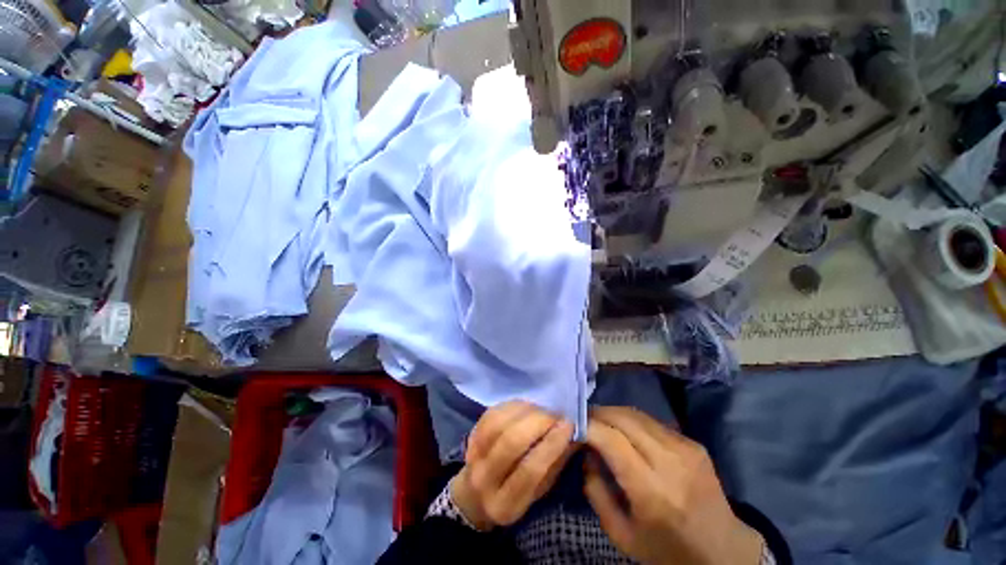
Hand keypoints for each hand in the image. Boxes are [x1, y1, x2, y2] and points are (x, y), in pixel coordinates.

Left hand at [451, 401, 575, 529]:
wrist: (475, 495)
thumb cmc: (516, 494)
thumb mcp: (540, 491)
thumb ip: (555, 464)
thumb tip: (574, 434)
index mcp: (506, 505)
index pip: (530, 470)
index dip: (551, 443)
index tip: (569, 425)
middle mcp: (485, 480)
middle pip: (512, 442)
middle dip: (539, 422)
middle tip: (557, 415)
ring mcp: (474, 455)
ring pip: (500, 423)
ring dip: (526, 410)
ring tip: (543, 410)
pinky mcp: (471, 434)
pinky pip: (493, 413)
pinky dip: (513, 405)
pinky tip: (527, 406)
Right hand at [583, 407, 762, 564]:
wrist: (724, 552)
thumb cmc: (667, 550)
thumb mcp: (621, 535)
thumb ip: (596, 492)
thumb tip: (587, 453)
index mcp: (652, 490)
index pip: (611, 439)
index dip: (588, 426)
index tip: (573, 426)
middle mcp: (670, 461)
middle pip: (623, 418)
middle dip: (597, 413)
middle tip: (583, 419)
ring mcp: (685, 448)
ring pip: (637, 414)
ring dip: (613, 413)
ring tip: (600, 421)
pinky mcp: (693, 443)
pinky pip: (652, 421)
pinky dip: (631, 421)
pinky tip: (625, 431)